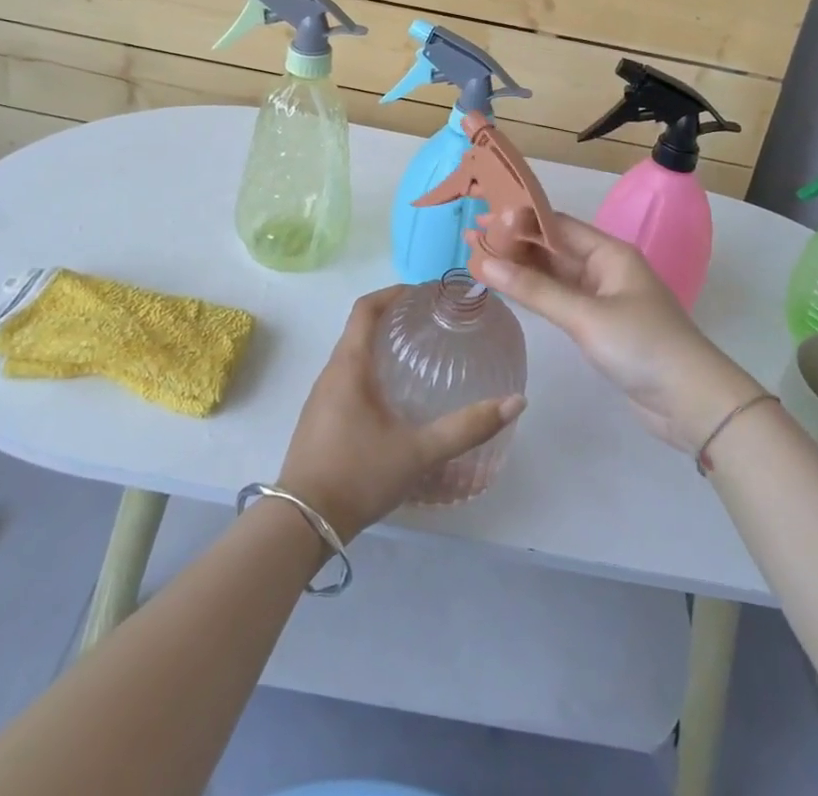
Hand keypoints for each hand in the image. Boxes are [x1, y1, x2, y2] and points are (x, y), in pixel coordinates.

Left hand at [279, 286, 525, 541]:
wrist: (301, 525)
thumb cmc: (357, 475)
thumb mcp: (418, 452)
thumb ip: (466, 428)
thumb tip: (516, 402)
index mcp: (349, 366)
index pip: (366, 308)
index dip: (394, 292)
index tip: (425, 293)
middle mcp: (331, 374)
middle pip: (360, 328)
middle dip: (393, 318)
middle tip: (432, 323)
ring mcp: (321, 399)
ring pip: (353, 356)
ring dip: (382, 346)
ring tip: (419, 356)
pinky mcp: (320, 421)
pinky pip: (347, 379)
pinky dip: (372, 371)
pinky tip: (396, 399)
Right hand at [479, 214, 763, 454]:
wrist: (691, 402)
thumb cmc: (642, 346)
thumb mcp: (586, 315)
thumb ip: (535, 290)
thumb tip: (485, 262)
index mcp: (610, 253)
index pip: (557, 225)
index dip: (519, 220)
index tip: (482, 218)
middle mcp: (606, 268)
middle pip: (553, 248)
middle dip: (514, 243)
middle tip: (471, 238)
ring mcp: (603, 298)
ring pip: (555, 275)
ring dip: (521, 268)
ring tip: (480, 260)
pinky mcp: (601, 326)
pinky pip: (561, 300)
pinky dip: (535, 294)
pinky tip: (510, 289)